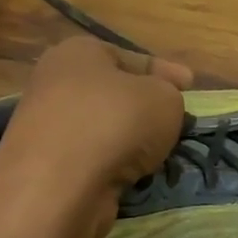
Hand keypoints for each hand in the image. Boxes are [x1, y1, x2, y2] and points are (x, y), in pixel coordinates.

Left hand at [0, 37, 191, 237]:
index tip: (190, 85)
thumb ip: (170, 94)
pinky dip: (113, 167)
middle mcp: (55, 84)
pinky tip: (133, 177)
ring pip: (103, 129)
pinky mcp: (46, 167)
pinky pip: (93, 160)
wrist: (60, 185)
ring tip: (159, 156)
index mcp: (79, 52)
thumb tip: (158, 105)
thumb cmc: (116, 122)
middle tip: (176, 122)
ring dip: (130, 141)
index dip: (165, 71)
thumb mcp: (164, 98)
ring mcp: (47, 127)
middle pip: (114, 94)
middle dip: (145, 108)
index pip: (131, 57)